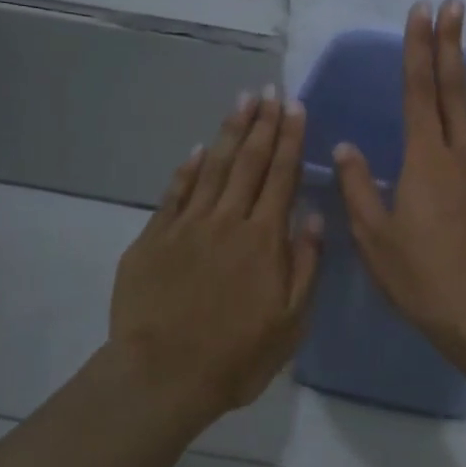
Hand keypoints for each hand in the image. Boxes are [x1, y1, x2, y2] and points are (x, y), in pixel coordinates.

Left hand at [106, 91, 322, 424]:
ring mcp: (187, 226)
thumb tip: (312, 215)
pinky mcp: (153, 239)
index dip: (290, 139)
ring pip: (213, 168)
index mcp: (264, 239)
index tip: (295, 106)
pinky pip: (175, 193)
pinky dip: (189, 168)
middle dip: (262, 123)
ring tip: (242, 102)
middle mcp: (227, 221)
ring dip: (230, 132)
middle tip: (269, 90)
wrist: (162, 376)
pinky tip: (200, 149)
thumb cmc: (237, 355)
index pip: (281, 176)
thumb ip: (305, 264)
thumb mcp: (291, 321)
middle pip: (248, 162)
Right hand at [334, 0, 465, 362]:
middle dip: (450, 44)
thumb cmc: (422, 280)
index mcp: (424, 162)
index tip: (421, 12)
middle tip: (452, 3)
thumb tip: (343, 146)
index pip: (417, 93)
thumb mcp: (375, 240)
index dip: (417, 50)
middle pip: (454, 90)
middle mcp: (463, 154)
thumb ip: (357, 189)